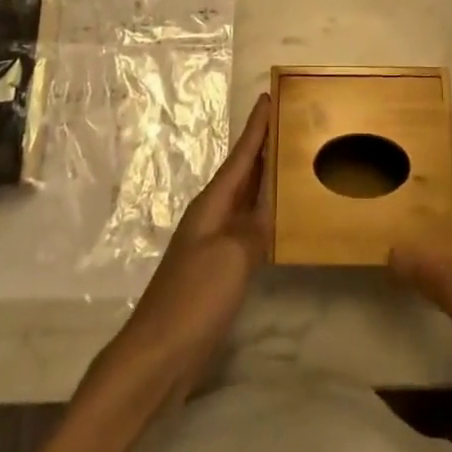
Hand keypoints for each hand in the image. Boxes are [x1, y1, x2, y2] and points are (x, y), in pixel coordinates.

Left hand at [90, 91, 271, 409]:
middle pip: (243, 172)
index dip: (256, 127)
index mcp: (212, 204)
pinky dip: (265, 214)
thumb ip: (255, 226)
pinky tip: (281, 218)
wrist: (158, 356)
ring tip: (293, 160)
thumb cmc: (194, 298)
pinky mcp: (218, 269)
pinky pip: (247, 227)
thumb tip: (270, 207)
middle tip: (292, 120)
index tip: (269, 96)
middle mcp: (212, 216)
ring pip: (246, 199)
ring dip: (267, 178)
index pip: (240, 156)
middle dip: (264, 145)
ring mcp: (214, 243)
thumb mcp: (232, 256)